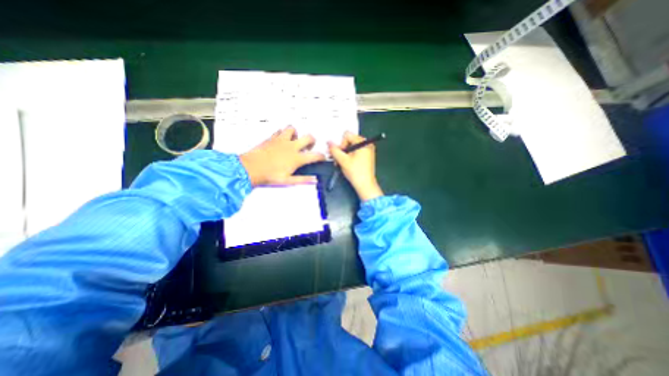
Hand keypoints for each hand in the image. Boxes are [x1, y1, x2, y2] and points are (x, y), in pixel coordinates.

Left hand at [241, 126, 326, 186]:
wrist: (250, 168)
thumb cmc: (268, 175)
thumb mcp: (288, 180)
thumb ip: (303, 179)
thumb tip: (313, 180)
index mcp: (296, 158)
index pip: (315, 155)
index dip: (321, 156)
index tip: (322, 157)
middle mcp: (291, 147)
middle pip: (309, 137)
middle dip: (313, 141)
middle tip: (309, 146)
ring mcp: (281, 140)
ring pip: (293, 129)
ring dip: (296, 134)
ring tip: (295, 140)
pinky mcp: (272, 138)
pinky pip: (280, 131)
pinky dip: (283, 133)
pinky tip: (282, 140)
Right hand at [328, 132, 380, 202]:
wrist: (365, 185)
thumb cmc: (356, 173)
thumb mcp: (342, 160)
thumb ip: (334, 150)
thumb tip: (329, 142)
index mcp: (363, 142)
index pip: (347, 135)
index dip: (341, 144)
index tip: (340, 154)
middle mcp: (367, 144)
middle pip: (349, 141)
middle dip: (342, 150)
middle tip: (339, 159)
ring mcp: (368, 150)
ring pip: (351, 147)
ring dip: (344, 154)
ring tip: (342, 163)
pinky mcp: (367, 156)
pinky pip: (355, 152)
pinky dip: (349, 156)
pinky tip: (347, 164)